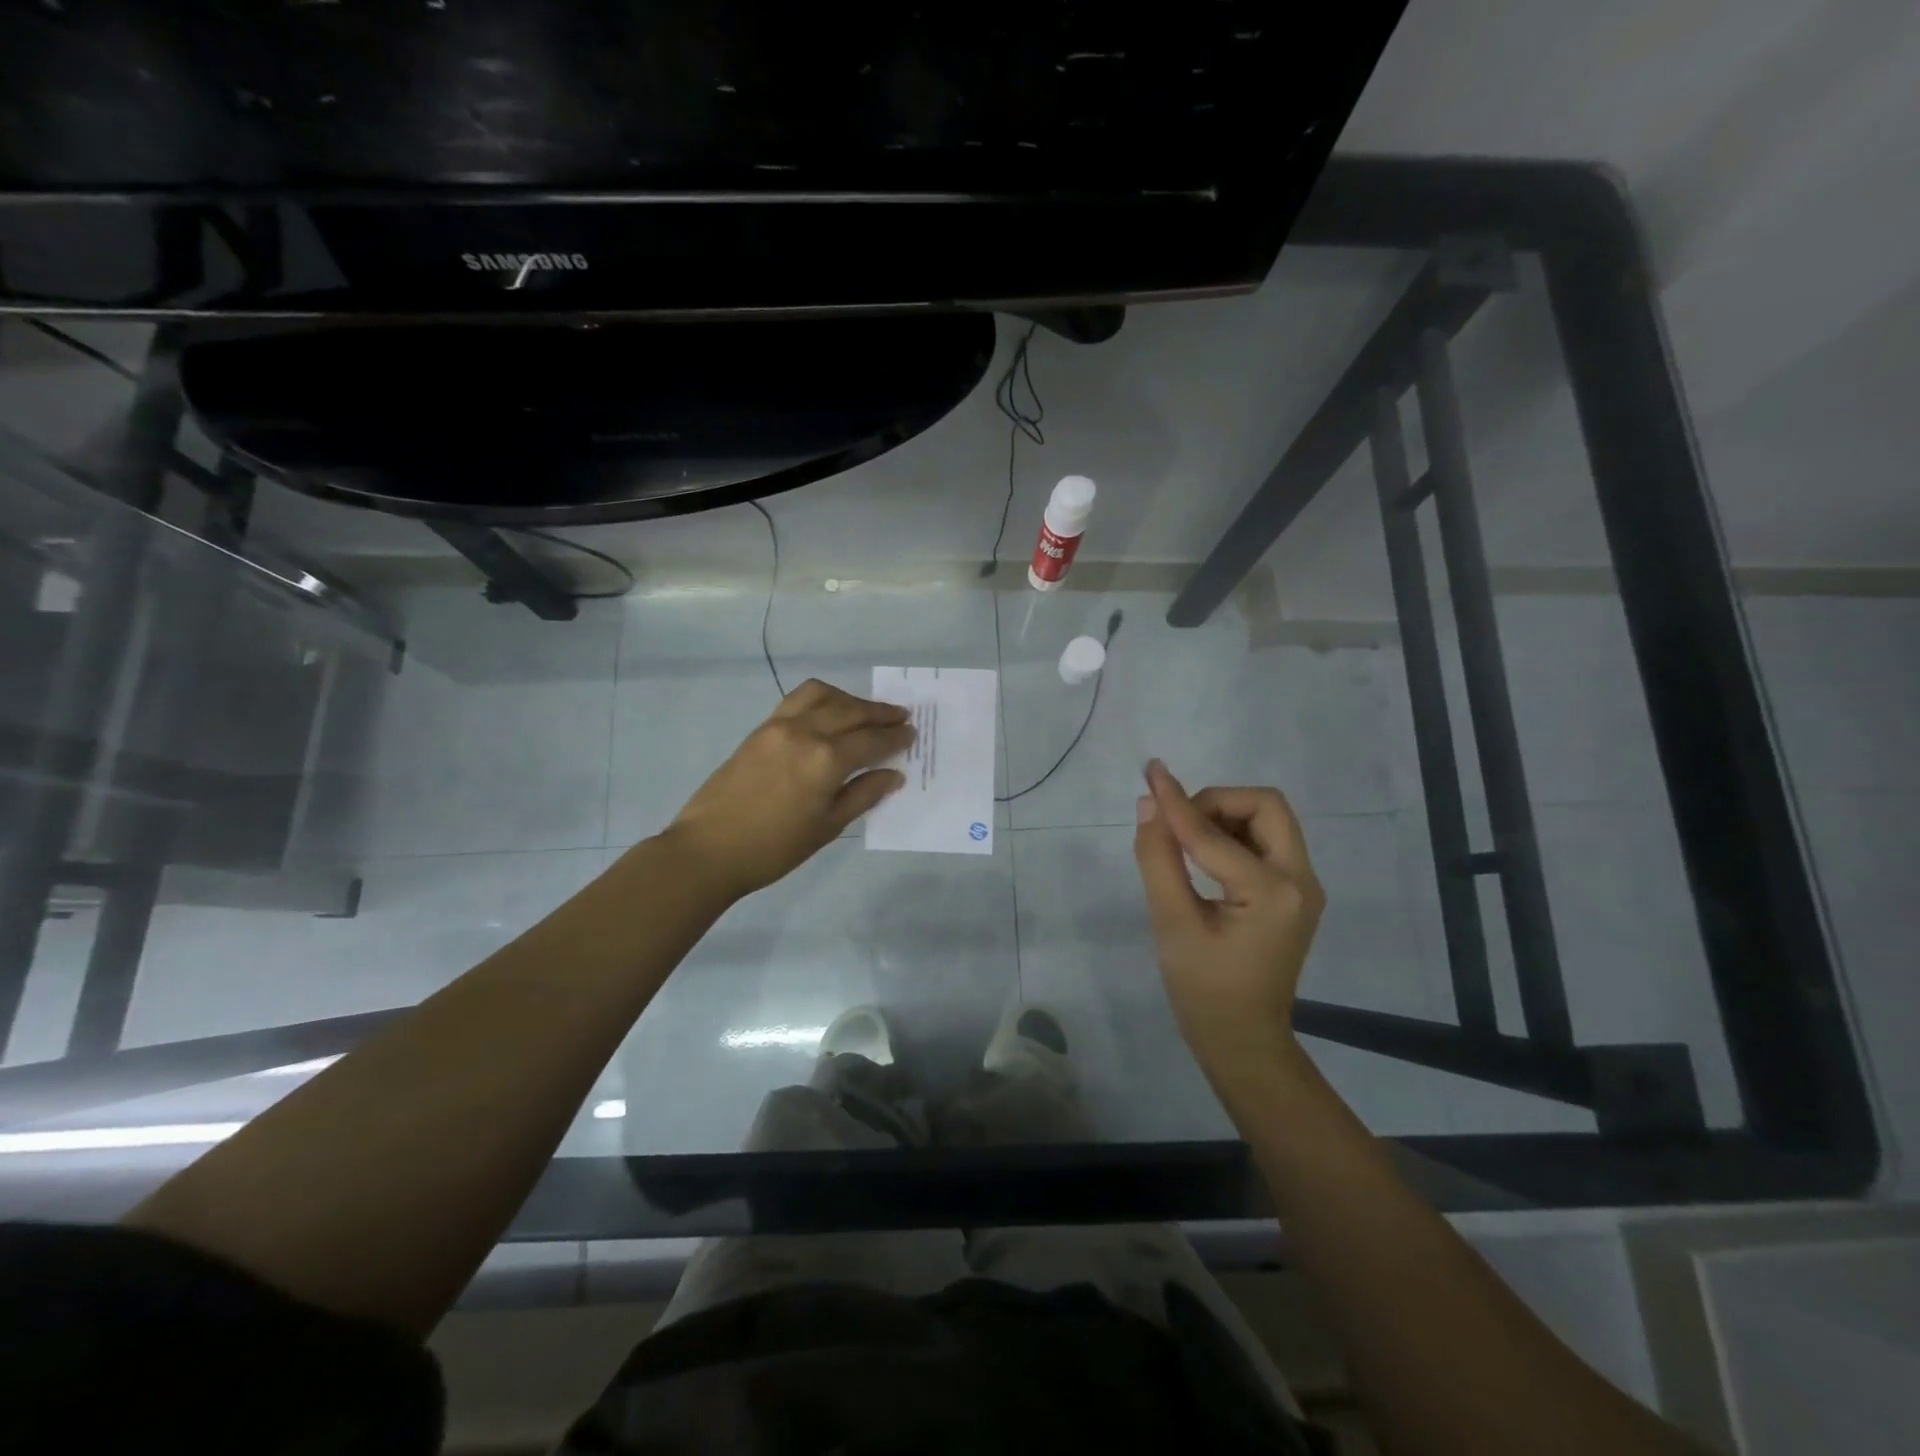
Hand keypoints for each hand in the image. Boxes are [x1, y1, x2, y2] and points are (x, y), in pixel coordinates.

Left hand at [665, 679, 913, 901]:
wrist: (709, 849)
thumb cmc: (774, 848)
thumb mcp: (827, 827)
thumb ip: (863, 795)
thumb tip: (893, 774)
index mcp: (826, 759)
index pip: (871, 741)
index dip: (895, 737)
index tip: (912, 733)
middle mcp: (806, 732)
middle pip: (851, 711)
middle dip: (879, 713)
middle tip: (901, 716)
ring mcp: (779, 725)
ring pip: (823, 695)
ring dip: (850, 699)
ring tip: (865, 711)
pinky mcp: (761, 728)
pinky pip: (798, 700)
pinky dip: (822, 699)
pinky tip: (829, 713)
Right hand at [1132, 760, 1324, 1074]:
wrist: (1242, 1039)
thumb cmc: (1202, 989)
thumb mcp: (1172, 923)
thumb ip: (1158, 858)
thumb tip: (1148, 805)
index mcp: (1273, 893)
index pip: (1214, 834)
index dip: (1177, 803)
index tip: (1150, 773)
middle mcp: (1301, 881)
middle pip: (1266, 806)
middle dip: (1217, 802)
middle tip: (1178, 823)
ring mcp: (1302, 887)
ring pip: (1268, 820)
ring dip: (1225, 816)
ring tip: (1185, 842)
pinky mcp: (1293, 893)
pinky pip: (1266, 842)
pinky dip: (1232, 836)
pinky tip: (1203, 857)